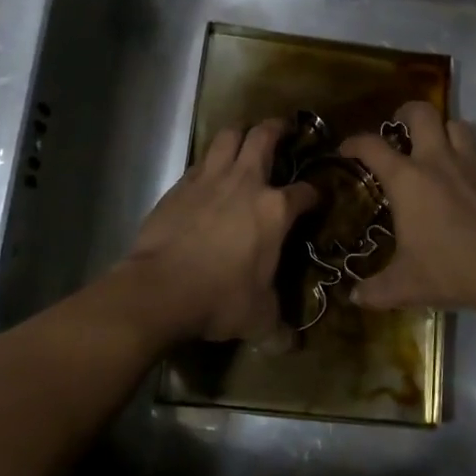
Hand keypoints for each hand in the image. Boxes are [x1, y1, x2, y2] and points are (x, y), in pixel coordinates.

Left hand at [117, 120, 319, 342]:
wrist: (160, 289)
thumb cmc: (219, 299)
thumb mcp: (258, 319)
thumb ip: (279, 328)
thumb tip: (294, 347)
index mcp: (274, 210)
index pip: (305, 192)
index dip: (315, 193)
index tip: (316, 198)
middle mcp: (246, 183)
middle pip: (264, 137)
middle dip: (277, 128)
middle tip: (283, 129)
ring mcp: (209, 179)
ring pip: (228, 137)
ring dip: (240, 133)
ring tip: (245, 139)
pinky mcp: (180, 185)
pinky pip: (200, 161)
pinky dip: (210, 161)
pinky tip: (209, 174)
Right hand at [339, 102, 475, 314]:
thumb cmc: (452, 271)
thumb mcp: (406, 286)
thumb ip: (376, 290)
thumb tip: (354, 298)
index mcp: (408, 180)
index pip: (372, 146)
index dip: (355, 142)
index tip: (347, 149)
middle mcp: (439, 161)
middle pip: (422, 113)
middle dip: (407, 112)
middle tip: (400, 126)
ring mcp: (475, 165)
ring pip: (458, 126)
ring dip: (445, 131)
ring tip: (438, 148)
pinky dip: (472, 161)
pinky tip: (470, 185)